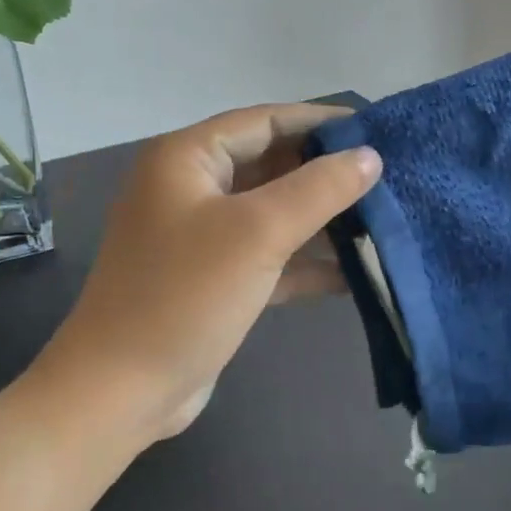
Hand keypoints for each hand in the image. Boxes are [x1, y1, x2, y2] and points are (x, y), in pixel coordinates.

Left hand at [41, 104, 381, 443]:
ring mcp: (200, 236)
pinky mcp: (213, 279)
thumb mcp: (257, 233)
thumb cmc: (186, 295)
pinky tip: (356, 272)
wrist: (121, 390)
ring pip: (271, 213)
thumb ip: (319, 189)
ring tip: (383, 221)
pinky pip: (267, 256)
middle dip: (326, 174)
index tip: (378, 130)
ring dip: (321, 220)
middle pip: (270, 165)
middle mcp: (190, 188)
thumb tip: (370, 156)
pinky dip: (305, 262)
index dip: (321, 122)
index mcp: (187, 158)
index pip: (265, 121)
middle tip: (388, 178)